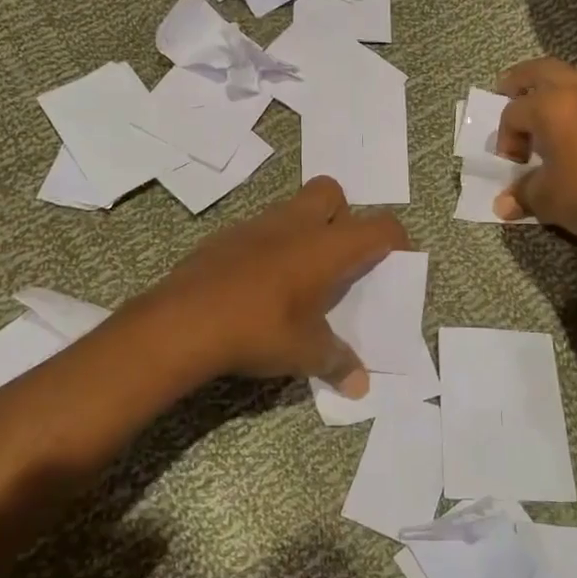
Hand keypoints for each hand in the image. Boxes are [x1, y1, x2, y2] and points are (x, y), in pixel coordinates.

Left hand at [150, 177, 409, 396]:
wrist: (183, 322)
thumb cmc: (259, 330)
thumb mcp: (305, 352)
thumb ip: (337, 361)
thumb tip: (359, 384)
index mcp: (327, 246)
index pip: (379, 227)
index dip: (394, 240)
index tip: (394, 260)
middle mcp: (295, 224)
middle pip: (331, 193)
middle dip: (342, 216)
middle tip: (338, 258)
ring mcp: (255, 225)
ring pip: (291, 208)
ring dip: (302, 231)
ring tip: (298, 275)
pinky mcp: (223, 237)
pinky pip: (258, 231)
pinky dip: (267, 247)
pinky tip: (257, 284)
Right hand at [493, 58, 576, 252]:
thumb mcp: (550, 201)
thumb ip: (523, 195)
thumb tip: (503, 204)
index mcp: (551, 106)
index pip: (513, 113)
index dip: (506, 139)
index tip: (513, 165)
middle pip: (540, 71)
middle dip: (520, 81)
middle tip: (507, 90)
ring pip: (576, 76)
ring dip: (557, 87)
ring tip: (550, 109)